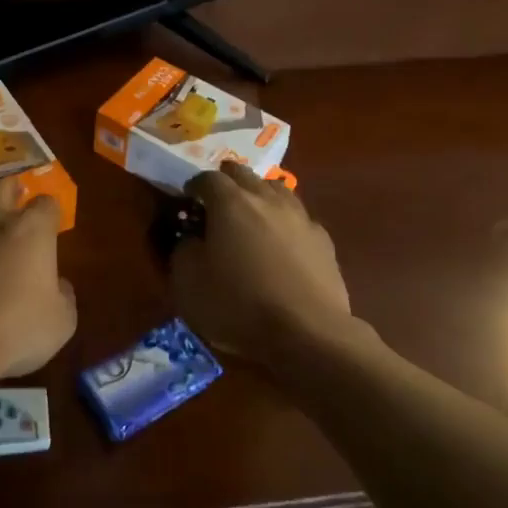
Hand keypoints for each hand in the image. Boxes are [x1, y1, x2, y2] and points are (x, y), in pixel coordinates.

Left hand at [0, 177, 76, 383]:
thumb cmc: (13, 329)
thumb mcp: (61, 321)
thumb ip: (63, 294)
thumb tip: (56, 283)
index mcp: (31, 228)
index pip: (47, 203)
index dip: (51, 214)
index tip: (51, 228)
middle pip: (3, 184)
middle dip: (12, 190)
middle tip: (15, 204)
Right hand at [172, 162, 353, 369]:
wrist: (306, 332)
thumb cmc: (238, 304)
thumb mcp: (188, 283)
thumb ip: (184, 250)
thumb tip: (191, 238)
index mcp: (230, 203)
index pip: (207, 178)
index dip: (194, 186)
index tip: (188, 199)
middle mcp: (267, 199)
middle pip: (245, 174)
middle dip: (227, 180)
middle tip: (216, 199)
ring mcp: (300, 217)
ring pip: (277, 189)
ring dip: (260, 194)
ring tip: (251, 214)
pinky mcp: (324, 240)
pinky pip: (299, 217)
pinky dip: (285, 221)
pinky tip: (282, 242)